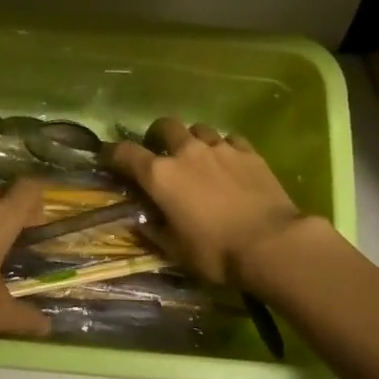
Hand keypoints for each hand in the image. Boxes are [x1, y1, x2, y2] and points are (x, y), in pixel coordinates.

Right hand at [106, 118, 305, 287]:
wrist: (272, 243)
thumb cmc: (216, 252)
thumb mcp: (175, 251)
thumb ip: (153, 230)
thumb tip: (139, 220)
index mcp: (160, 175)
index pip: (124, 153)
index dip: (111, 153)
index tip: (106, 157)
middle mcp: (186, 151)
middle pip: (164, 126)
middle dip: (157, 136)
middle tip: (160, 152)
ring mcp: (220, 147)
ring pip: (199, 129)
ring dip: (193, 140)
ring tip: (198, 158)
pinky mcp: (248, 151)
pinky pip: (230, 139)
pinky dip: (224, 148)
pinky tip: (229, 162)